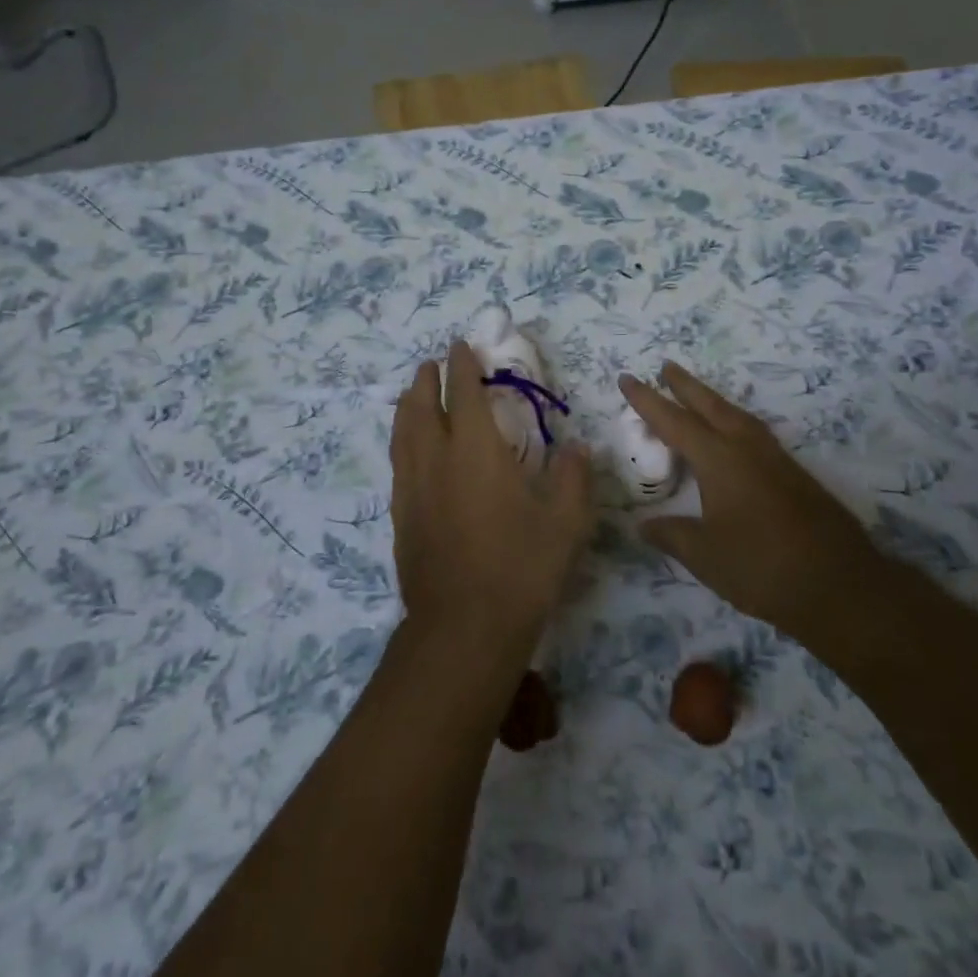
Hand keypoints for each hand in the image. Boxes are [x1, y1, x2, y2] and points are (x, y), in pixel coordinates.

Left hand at [389, 341, 593, 663]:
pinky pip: (398, 463)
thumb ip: (573, 480)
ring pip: (403, 433)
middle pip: (423, 406)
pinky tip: (409, 450)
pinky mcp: (401, 517)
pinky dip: (402, 441)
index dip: (463, 367)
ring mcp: (413, 489)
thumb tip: (579, 449)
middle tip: (433, 364)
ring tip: (412, 394)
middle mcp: (437, 460)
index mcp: (475, 452)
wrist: (462, 629)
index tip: (462, 346)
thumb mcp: (565, 524)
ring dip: (408, 406)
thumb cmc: (520, 570)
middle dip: (428, 380)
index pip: (465, 394)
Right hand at [620, 364, 887, 649]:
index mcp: (719, 460)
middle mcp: (747, 449)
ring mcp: (775, 460)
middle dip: (685, 385)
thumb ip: (671, 535)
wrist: (840, 585)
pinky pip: (755, 434)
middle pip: (710, 405)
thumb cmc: (762, 566)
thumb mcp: (705, 555)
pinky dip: (735, 422)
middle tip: (665, 365)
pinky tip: (735, 437)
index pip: (674, 421)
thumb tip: (643, 525)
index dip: (647, 400)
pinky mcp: (795, 476)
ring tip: (697, 395)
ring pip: (737, 416)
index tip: (627, 378)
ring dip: (713, 400)